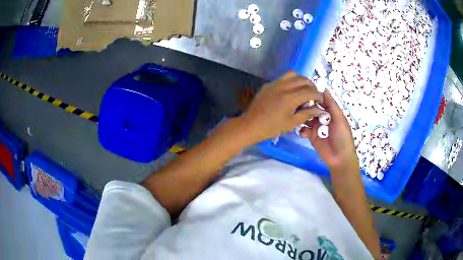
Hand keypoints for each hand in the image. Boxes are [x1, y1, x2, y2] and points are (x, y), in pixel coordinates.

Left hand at [241, 71, 324, 141]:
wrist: (250, 125)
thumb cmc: (272, 128)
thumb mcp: (292, 123)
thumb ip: (307, 114)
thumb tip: (319, 109)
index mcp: (290, 98)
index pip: (310, 91)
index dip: (318, 95)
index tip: (321, 101)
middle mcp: (283, 86)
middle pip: (303, 79)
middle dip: (312, 87)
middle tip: (313, 96)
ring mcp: (274, 83)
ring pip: (293, 74)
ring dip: (301, 81)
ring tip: (303, 91)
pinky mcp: (268, 84)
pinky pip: (283, 77)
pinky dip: (291, 81)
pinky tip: (290, 91)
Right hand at [300, 90, 358, 171]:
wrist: (339, 158)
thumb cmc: (343, 137)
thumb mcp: (339, 119)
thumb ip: (332, 105)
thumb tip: (324, 88)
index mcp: (331, 112)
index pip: (321, 100)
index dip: (314, 96)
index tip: (305, 90)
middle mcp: (323, 117)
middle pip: (312, 108)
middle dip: (306, 106)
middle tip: (299, 105)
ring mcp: (316, 127)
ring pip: (306, 118)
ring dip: (302, 117)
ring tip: (299, 118)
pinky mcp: (311, 136)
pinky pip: (304, 130)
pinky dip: (302, 130)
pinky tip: (304, 133)